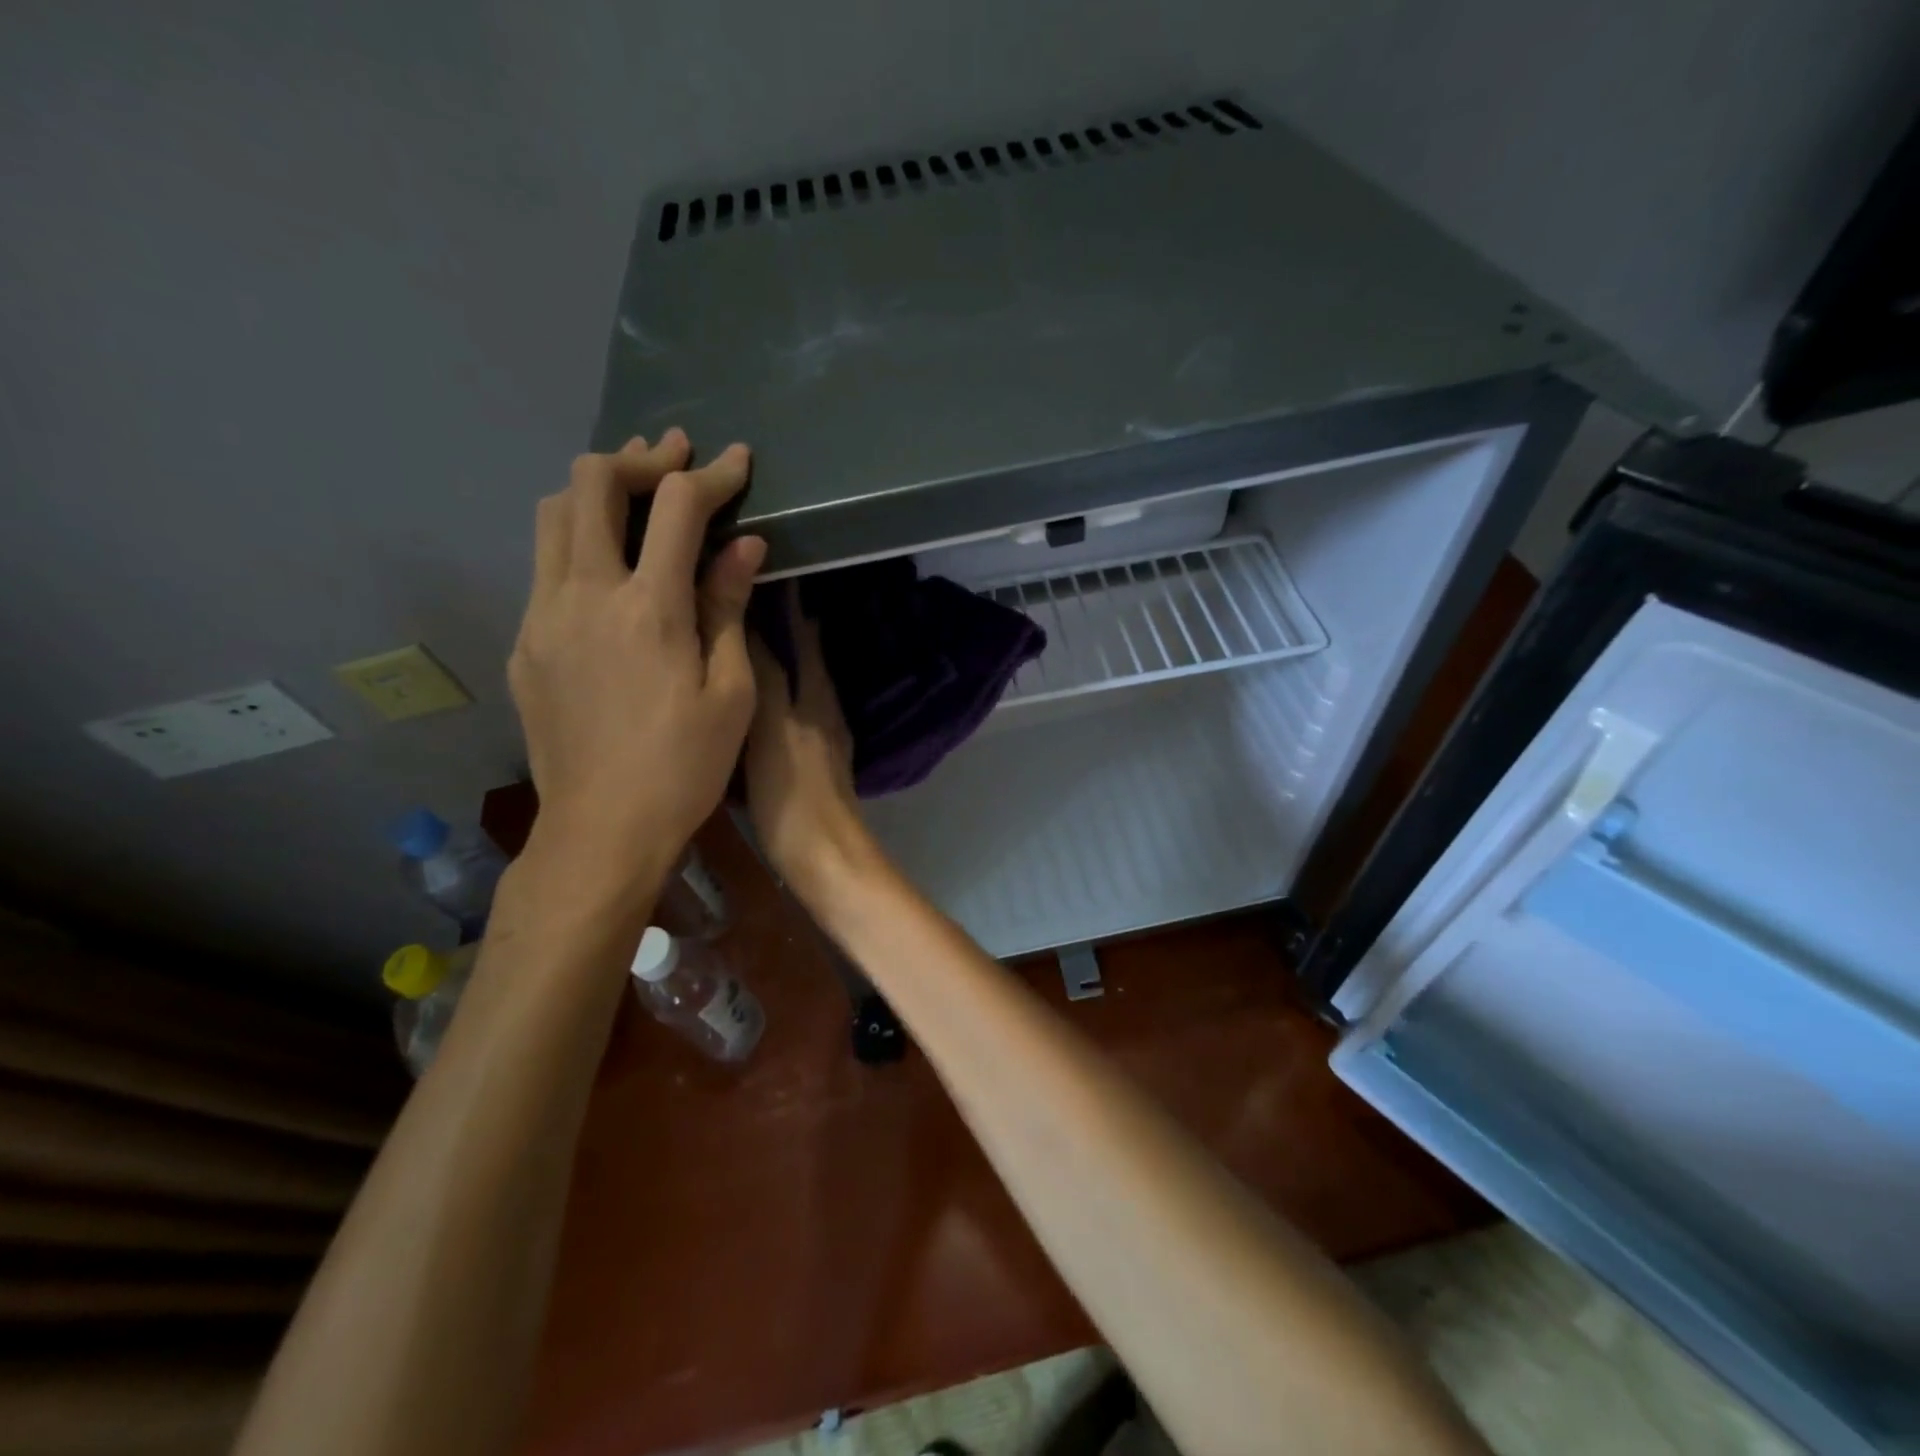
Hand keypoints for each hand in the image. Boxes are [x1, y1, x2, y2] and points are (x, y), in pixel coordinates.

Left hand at [509, 430, 764, 899]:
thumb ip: (728, 608)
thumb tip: (745, 546)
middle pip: (591, 483)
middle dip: (639, 458)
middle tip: (676, 460)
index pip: (677, 507)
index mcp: (647, 608)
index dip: (712, 475)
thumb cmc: (685, 766)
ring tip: (637, 496)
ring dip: (597, 491)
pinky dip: (578, 541)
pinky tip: (609, 568)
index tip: (738, 461)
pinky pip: (544, 565)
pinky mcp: (524, 643)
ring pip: (552, 514)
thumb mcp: (729, 693)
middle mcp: (583, 594)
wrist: (602, 829)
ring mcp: (542, 616)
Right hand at [745, 587, 874, 898]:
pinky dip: (772, 691)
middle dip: (781, 623)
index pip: (804, 632)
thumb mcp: (769, 727)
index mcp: (815, 691)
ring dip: (776, 656)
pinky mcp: (811, 760)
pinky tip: (747, 696)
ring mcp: (820, 734)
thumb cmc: (791, 791)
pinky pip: (790, 709)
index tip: (759, 569)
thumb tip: (751, 618)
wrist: (822, 855)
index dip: (786, 601)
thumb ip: (764, 674)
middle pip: (804, 653)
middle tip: (739, 594)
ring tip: (737, 636)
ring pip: (798, 680)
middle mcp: (823, 705)